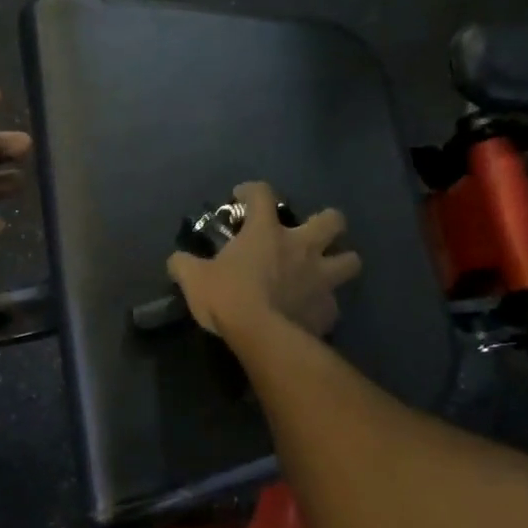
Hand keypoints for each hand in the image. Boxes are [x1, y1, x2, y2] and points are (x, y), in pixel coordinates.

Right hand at [167, 181, 361, 339]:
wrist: (261, 336)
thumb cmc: (227, 297)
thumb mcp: (194, 278)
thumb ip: (184, 264)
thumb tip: (176, 260)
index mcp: (266, 232)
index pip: (262, 194)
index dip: (251, 190)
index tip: (242, 197)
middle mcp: (301, 247)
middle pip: (333, 220)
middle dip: (327, 222)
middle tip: (309, 233)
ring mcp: (321, 278)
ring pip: (351, 260)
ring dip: (340, 262)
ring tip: (325, 272)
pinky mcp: (328, 310)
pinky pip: (333, 304)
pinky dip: (324, 306)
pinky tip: (311, 313)